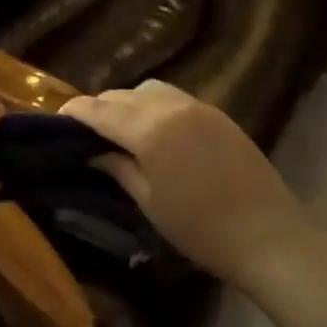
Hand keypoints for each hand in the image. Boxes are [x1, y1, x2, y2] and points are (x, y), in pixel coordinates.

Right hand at [61, 80, 315, 290]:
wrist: (269, 236)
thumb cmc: (201, 229)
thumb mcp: (149, 201)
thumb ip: (118, 168)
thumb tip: (93, 152)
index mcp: (150, 131)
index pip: (100, 111)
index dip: (75, 112)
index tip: (57, 118)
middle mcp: (171, 108)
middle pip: (122, 95)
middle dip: (99, 107)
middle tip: (86, 130)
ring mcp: (198, 107)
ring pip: (149, 90)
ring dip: (127, 102)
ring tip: (120, 128)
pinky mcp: (218, 114)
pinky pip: (174, 97)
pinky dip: (153, 105)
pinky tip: (153, 129)